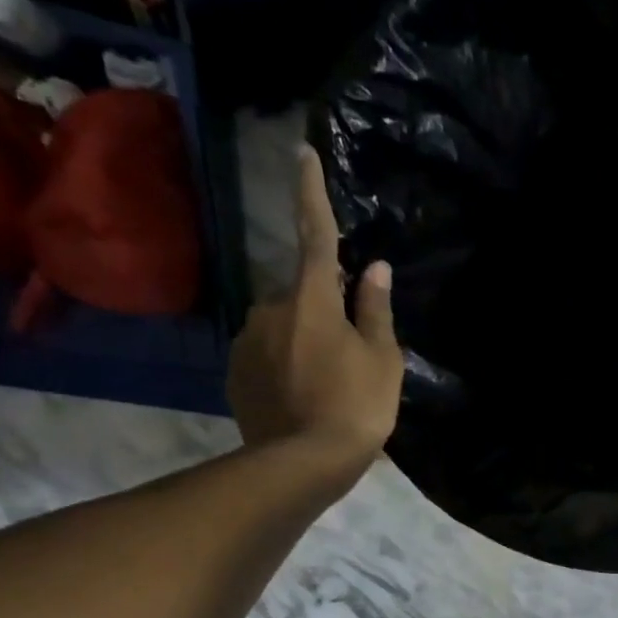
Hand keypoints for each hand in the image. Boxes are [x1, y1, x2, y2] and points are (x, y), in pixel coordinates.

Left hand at [228, 144, 402, 465]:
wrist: (303, 464)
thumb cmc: (356, 407)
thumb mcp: (383, 360)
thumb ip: (376, 310)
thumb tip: (376, 268)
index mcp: (312, 300)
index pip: (314, 235)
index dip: (310, 193)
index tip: (301, 152)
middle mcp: (270, 309)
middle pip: (302, 295)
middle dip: (323, 311)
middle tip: (349, 354)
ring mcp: (247, 341)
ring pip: (283, 326)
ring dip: (304, 342)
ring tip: (327, 385)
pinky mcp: (234, 372)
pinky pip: (266, 355)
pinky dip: (285, 366)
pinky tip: (304, 397)